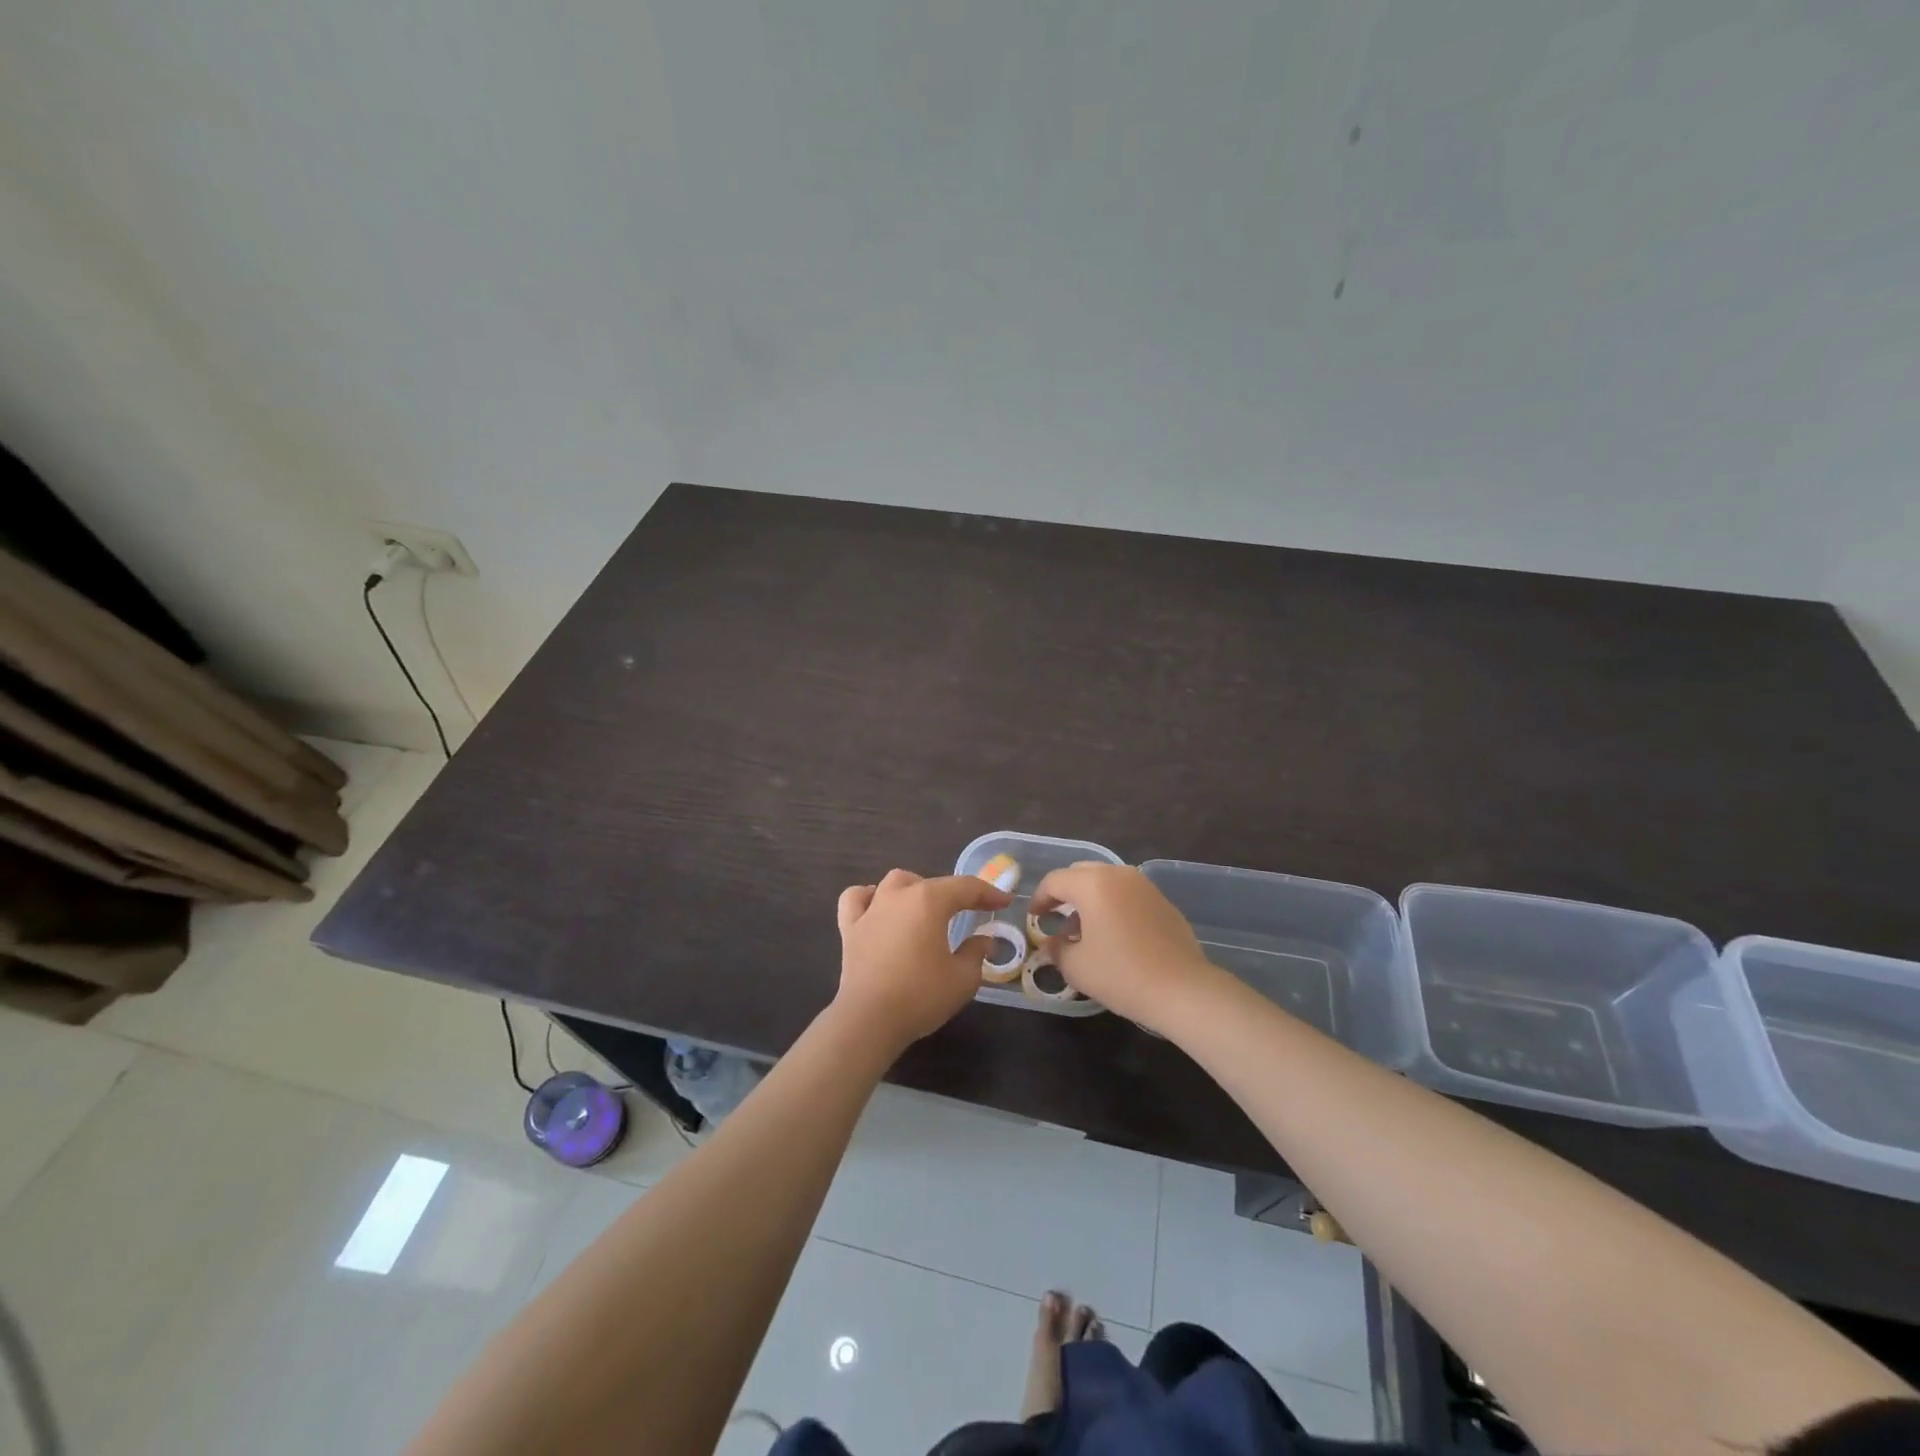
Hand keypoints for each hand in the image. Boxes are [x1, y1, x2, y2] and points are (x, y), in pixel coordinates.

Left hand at [834, 868, 1010, 1052]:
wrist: (869, 1020)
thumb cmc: (921, 996)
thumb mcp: (963, 979)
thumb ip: (976, 953)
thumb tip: (984, 940)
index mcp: (929, 901)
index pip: (966, 887)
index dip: (989, 893)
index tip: (1004, 902)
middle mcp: (899, 896)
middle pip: (931, 883)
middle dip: (954, 894)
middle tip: (969, 911)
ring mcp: (871, 909)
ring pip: (894, 882)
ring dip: (914, 888)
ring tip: (925, 906)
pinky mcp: (850, 928)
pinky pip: (855, 899)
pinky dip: (868, 897)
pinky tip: (877, 907)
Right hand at [1030, 863, 1217, 1032]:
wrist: (1183, 989)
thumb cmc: (1121, 974)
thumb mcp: (1076, 967)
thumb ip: (1057, 949)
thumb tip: (1052, 943)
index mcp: (1093, 884)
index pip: (1055, 881)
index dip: (1039, 898)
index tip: (1034, 917)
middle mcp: (1118, 875)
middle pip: (1081, 873)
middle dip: (1064, 892)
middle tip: (1055, 917)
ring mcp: (1144, 886)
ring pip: (1106, 882)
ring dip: (1090, 899)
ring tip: (1084, 930)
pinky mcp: (1163, 902)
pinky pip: (1128, 895)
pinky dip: (1113, 906)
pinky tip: (1113, 936)